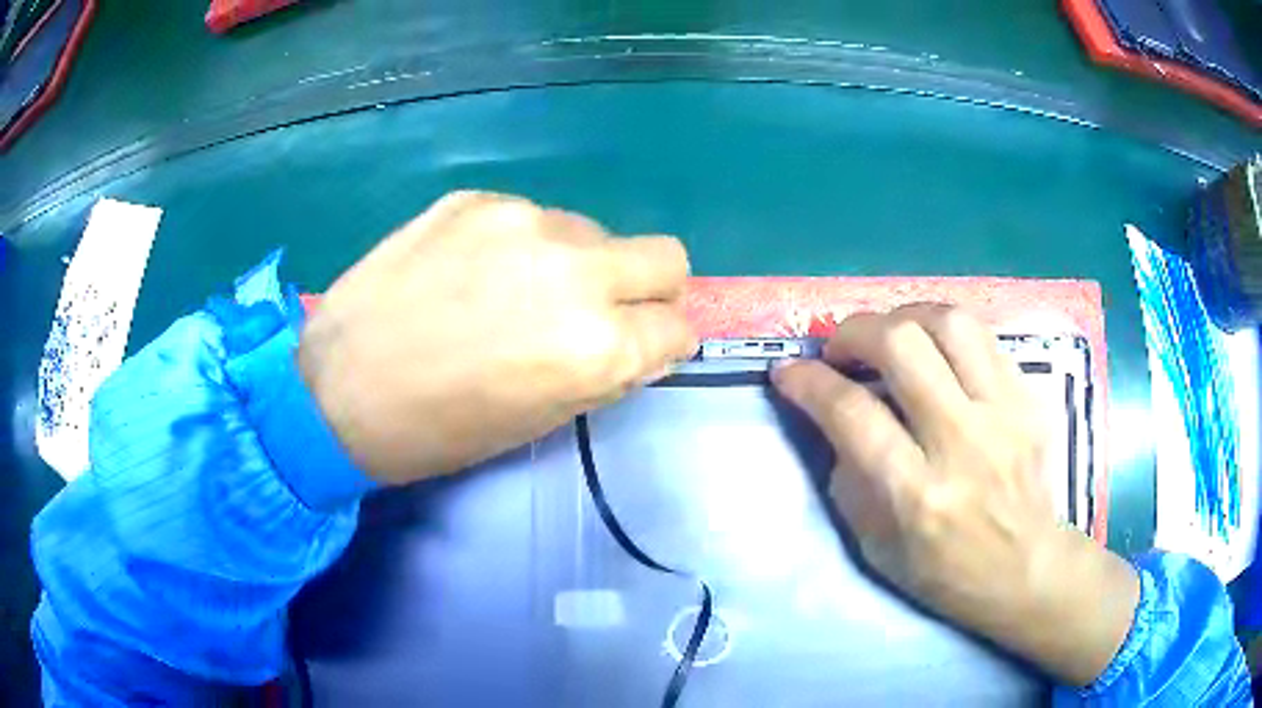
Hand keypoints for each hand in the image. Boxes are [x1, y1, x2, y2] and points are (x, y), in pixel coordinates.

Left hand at [298, 191, 696, 484]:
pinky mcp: (475, 201)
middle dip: (651, 288)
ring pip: (593, 233)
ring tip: (515, 293)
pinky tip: (471, 272)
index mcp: (597, 346)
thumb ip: (606, 369)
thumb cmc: (441, 428)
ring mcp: (523, 223)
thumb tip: (643, 338)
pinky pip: (531, 218)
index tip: (644, 346)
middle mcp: (576, 272)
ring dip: (577, 264)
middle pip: (665, 256)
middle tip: (606, 310)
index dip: (664, 341)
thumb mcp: (541, 419)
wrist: (338, 390)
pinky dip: (521, 246)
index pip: (678, 326)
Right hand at [772, 305, 1138, 686]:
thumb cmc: (944, 571)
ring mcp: (1002, 414)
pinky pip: (982, 336)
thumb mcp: (875, 545)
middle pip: (902, 345)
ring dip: (904, 318)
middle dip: (854, 332)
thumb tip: (834, 415)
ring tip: (889, 338)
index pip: (851, 412)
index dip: (808, 381)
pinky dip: (944, 333)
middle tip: (840, 349)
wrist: (1025, 568)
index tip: (789, 372)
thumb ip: (850, 475)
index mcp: (915, 494)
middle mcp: (961, 443)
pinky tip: (934, 351)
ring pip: (948, 323)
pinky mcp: (1026, 399)